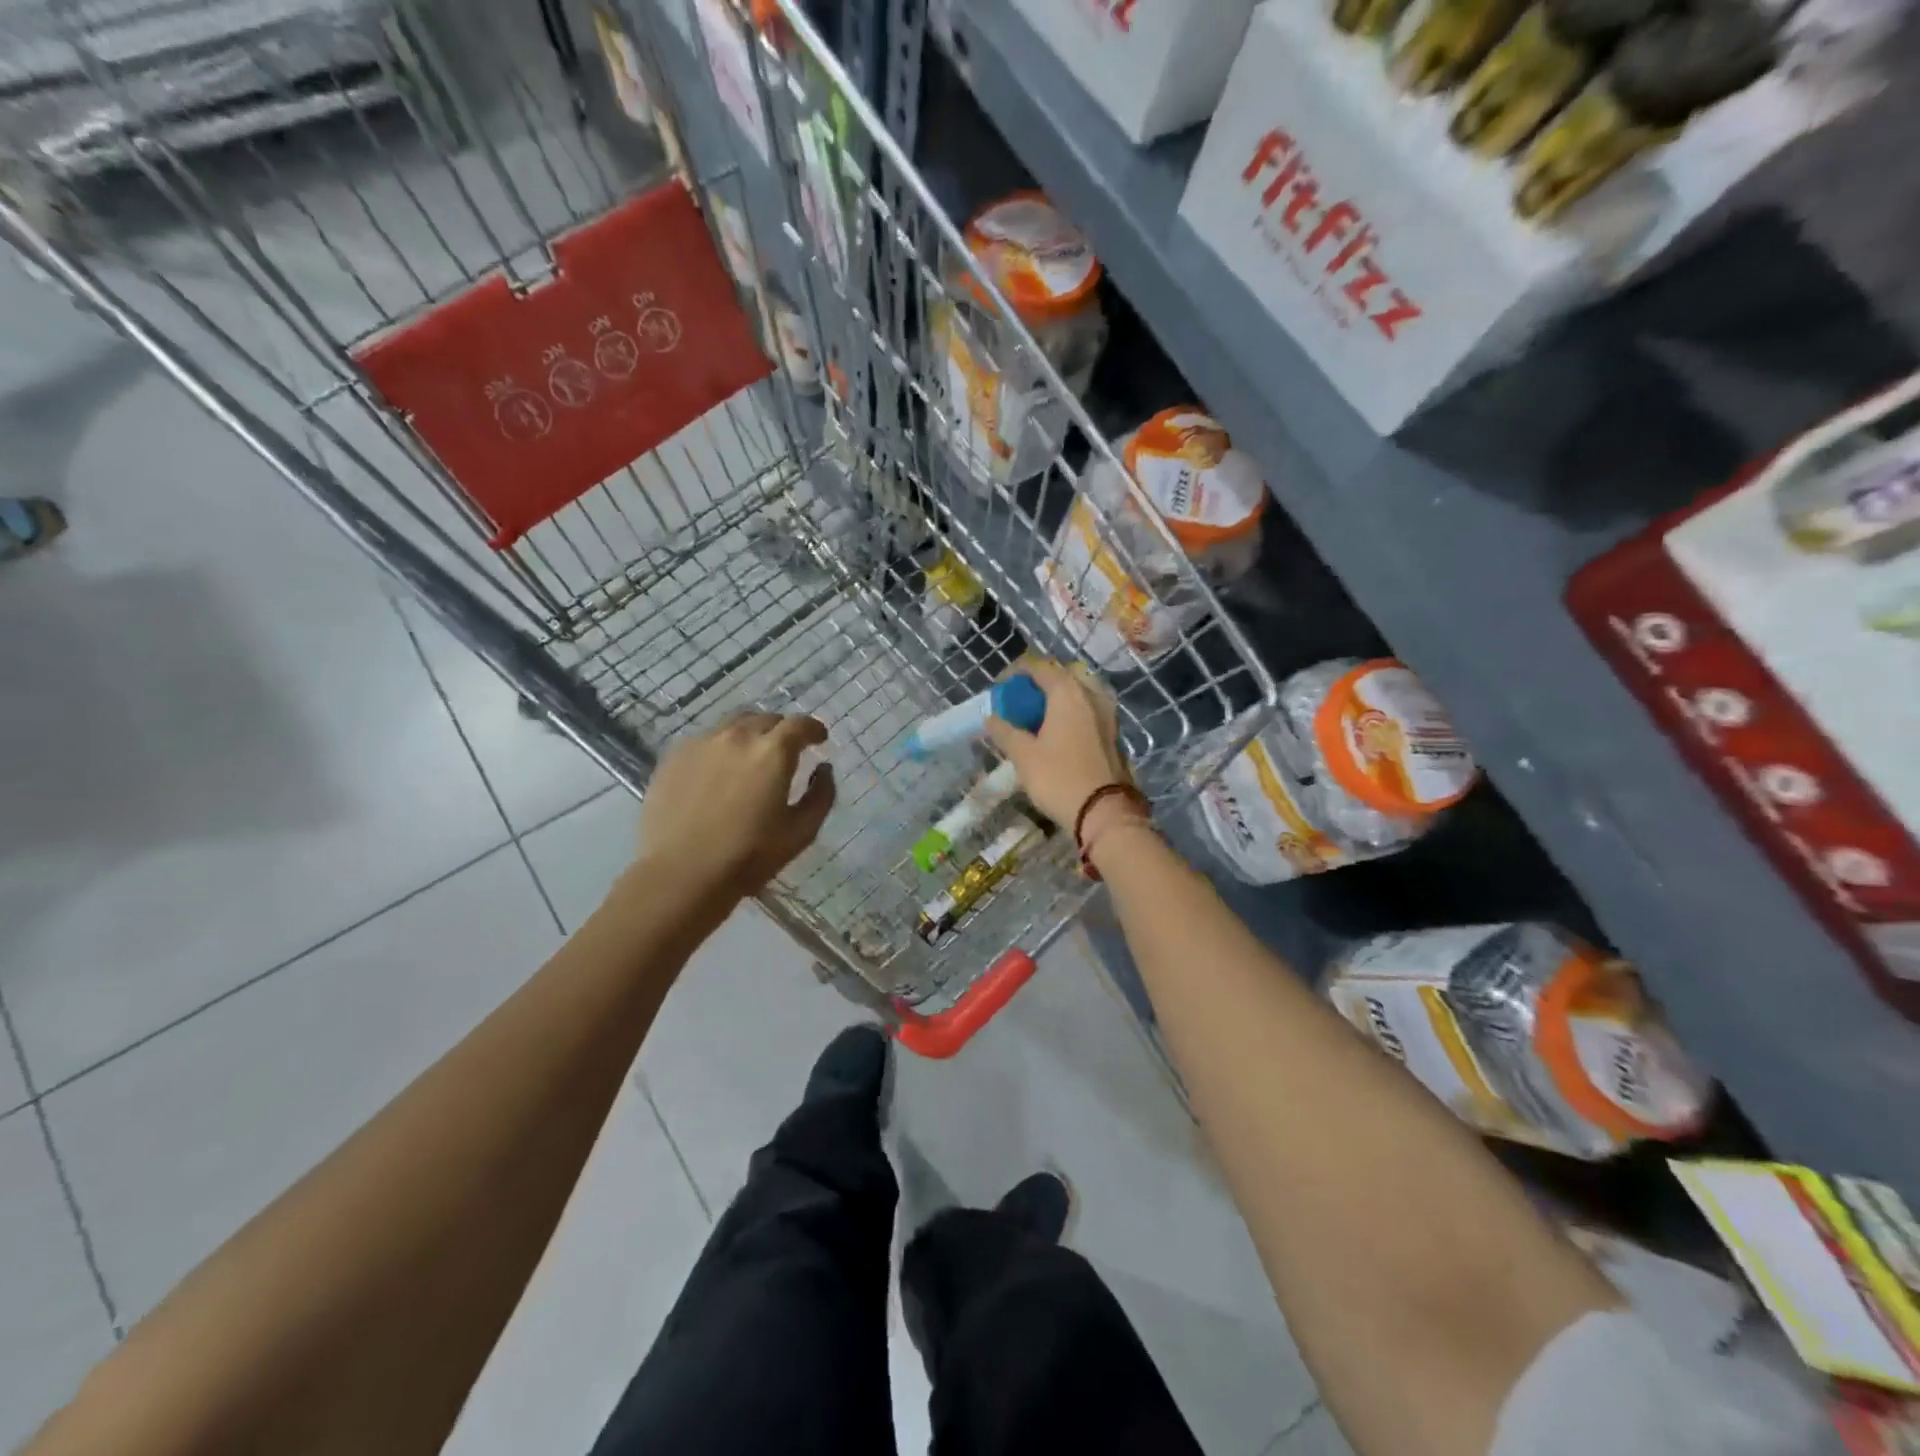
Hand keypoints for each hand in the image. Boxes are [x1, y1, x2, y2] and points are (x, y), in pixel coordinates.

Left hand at [636, 712, 836, 896]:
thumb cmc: (748, 856)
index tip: (819, 738)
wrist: (681, 874)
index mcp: (773, 752)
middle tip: (786, 751)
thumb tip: (824, 769)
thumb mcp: (801, 832)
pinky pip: (706, 740)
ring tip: (751, 757)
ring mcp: (702, 743)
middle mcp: (738, 737)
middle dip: (782, 731)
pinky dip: (721, 747)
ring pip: (734, 725)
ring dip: (751, 734)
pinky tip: (718, 771)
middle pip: (766, 719)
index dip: (814, 729)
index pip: (800, 725)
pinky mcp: (674, 756)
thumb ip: (821, 795)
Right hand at [984, 658, 1130, 827]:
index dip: (1015, 672)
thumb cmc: (1059, 778)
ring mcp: (1108, 712)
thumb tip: (991, 718)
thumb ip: (1005, 731)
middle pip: (1063, 673)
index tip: (1000, 688)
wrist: (1105, 811)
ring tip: (1039, 715)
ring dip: (1059, 695)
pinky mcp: (1115, 731)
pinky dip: (1073, 710)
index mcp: (1068, 691)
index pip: (1039, 666)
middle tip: (1022, 699)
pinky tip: (1060, 731)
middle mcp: (1091, 694)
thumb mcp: (1023, 755)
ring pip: (1080, 690)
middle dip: (1040, 681)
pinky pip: (1090, 708)